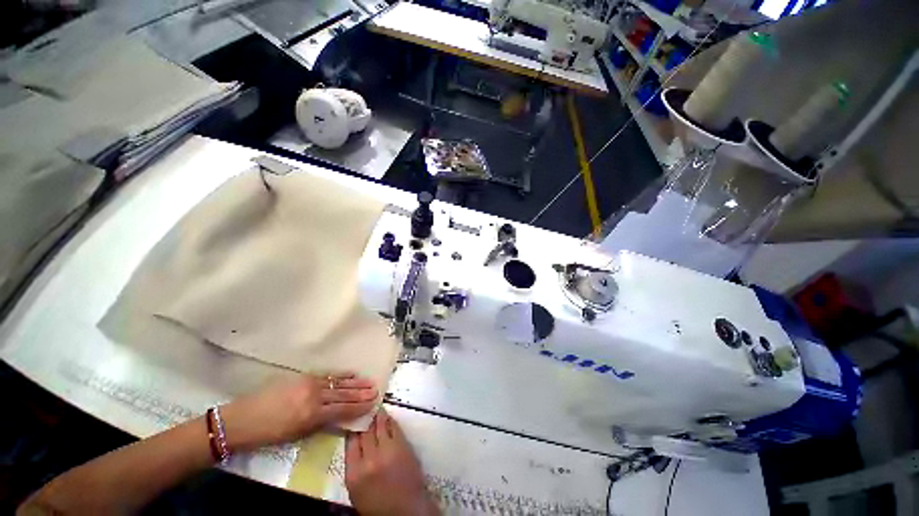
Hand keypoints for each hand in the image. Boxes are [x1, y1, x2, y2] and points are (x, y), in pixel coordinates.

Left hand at [221, 373, 377, 451]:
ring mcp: (309, 384)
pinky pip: (327, 375)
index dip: (358, 406)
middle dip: (361, 393)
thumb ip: (318, 423)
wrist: (240, 419)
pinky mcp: (303, 377)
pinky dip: (341, 375)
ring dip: (355, 382)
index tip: (372, 403)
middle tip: (376, 390)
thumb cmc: (267, 434)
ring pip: (337, 382)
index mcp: (311, 415)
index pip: (341, 409)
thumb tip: (336, 416)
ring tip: (369, 381)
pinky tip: (350, 374)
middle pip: (343, 394)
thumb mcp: (295, 435)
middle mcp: (314, 397)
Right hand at [345, 409, 438, 515]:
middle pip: (364, 431)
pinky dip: (389, 420)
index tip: (353, 418)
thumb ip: (354, 466)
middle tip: (364, 407)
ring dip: (377, 414)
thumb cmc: (379, 506)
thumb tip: (354, 442)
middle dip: (364, 417)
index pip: (350, 442)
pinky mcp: (402, 446)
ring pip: (379, 425)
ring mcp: (387, 451)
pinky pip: (393, 427)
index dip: (352, 427)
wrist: (406, 510)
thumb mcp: (357, 491)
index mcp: (354, 474)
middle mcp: (368, 460)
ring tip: (375, 405)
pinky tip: (387, 416)